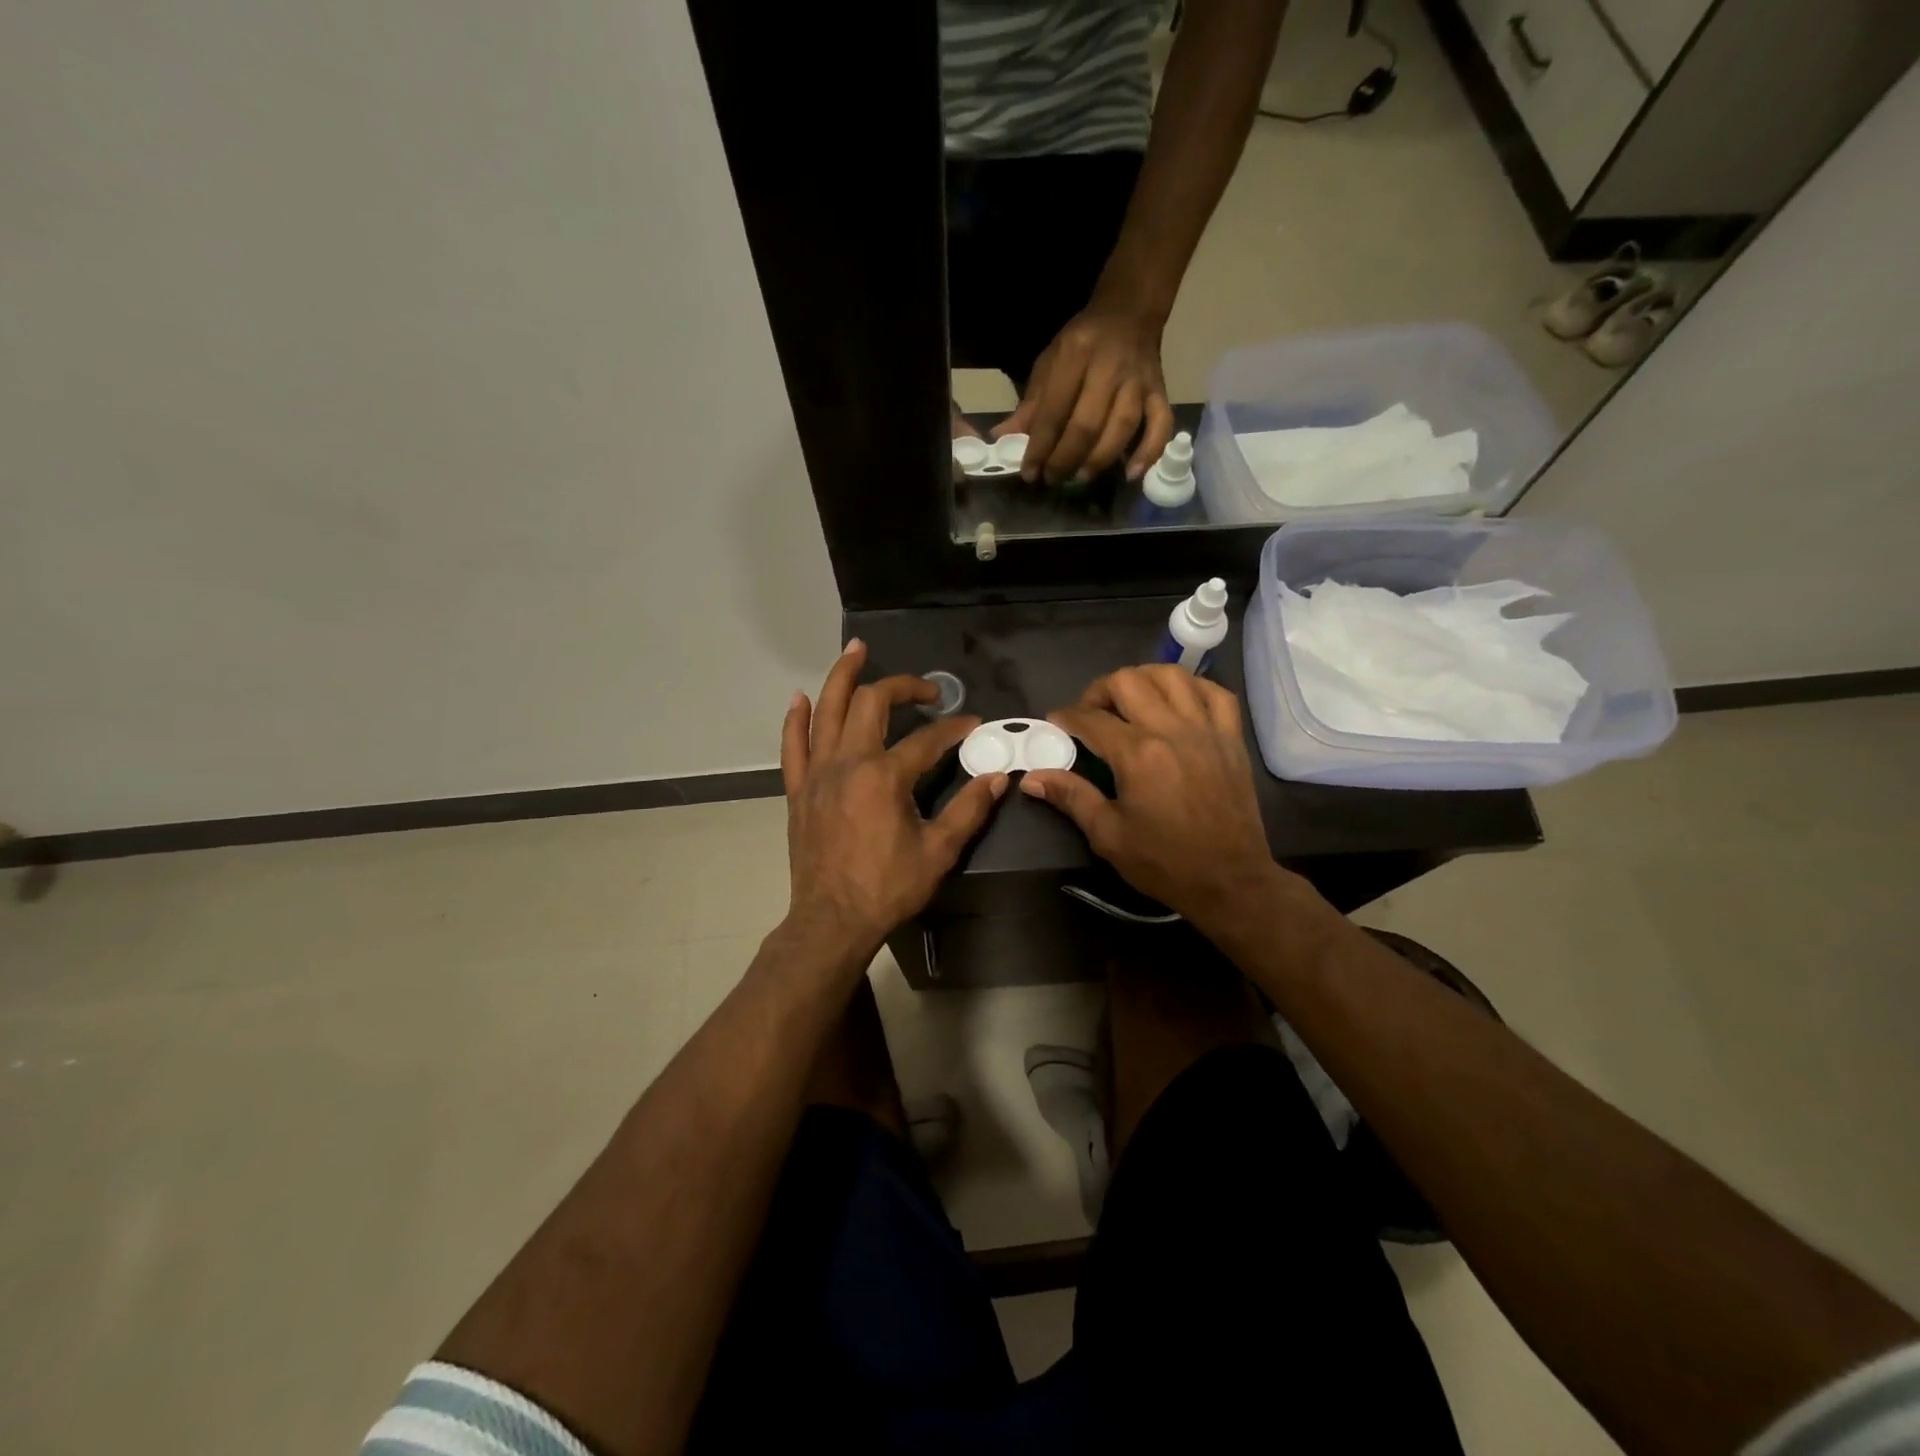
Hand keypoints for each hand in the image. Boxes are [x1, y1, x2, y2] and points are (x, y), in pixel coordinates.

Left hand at [781, 641, 1008, 964]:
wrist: (832, 920)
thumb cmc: (888, 888)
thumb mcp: (939, 851)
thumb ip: (969, 809)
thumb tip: (997, 777)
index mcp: (885, 776)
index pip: (927, 739)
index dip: (954, 729)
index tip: (973, 725)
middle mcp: (848, 762)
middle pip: (871, 703)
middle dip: (902, 687)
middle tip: (926, 689)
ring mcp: (818, 773)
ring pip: (826, 710)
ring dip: (842, 675)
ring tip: (857, 649)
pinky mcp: (799, 789)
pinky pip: (792, 745)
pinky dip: (796, 719)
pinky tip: (800, 698)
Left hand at [993, 305, 1174, 485]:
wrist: (1129, 312)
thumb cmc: (1082, 343)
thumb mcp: (1049, 364)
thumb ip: (1030, 405)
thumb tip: (1001, 439)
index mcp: (1075, 355)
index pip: (1054, 410)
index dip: (1039, 446)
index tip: (1029, 473)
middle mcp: (1109, 367)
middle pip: (1087, 423)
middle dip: (1066, 458)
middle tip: (1052, 479)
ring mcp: (1138, 380)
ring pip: (1122, 427)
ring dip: (1099, 459)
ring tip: (1080, 478)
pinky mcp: (1160, 392)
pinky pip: (1160, 425)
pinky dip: (1149, 452)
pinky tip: (1132, 475)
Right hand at [1020, 666, 1279, 925]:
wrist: (1230, 882)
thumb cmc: (1165, 862)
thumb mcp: (1108, 835)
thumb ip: (1071, 797)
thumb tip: (1031, 778)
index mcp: (1137, 755)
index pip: (1091, 719)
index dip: (1066, 717)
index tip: (1056, 723)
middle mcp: (1171, 730)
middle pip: (1128, 682)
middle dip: (1099, 691)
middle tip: (1091, 714)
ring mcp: (1206, 730)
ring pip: (1172, 675)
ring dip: (1143, 679)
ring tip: (1131, 700)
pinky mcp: (1231, 738)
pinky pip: (1215, 692)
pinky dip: (1192, 687)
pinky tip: (1177, 701)